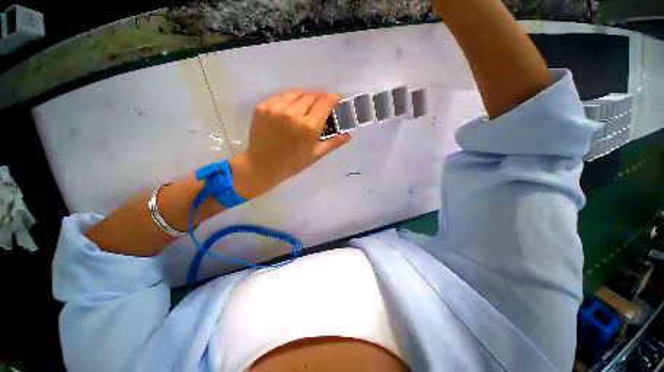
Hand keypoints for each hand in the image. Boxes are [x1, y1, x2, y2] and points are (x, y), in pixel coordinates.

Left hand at [229, 90, 350, 198]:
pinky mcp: (263, 106)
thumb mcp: (315, 155)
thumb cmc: (292, 163)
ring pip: (297, 92)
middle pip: (312, 95)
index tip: (335, 99)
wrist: (262, 166)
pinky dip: (290, 100)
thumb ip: (333, 143)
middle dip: (320, 98)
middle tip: (321, 106)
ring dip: (305, 97)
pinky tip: (290, 110)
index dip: (333, 98)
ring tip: (306, 107)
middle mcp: (293, 113)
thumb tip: (348, 136)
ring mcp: (276, 108)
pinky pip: (281, 96)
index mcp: (309, 127)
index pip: (325, 102)